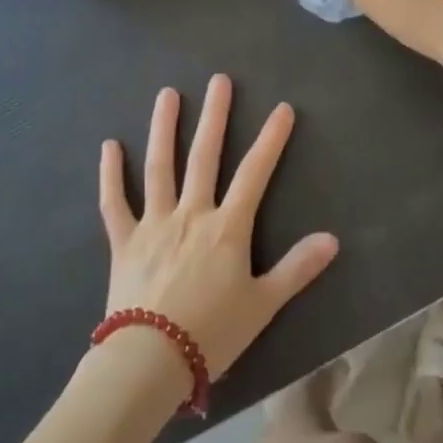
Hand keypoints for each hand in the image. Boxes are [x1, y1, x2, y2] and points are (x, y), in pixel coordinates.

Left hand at [99, 75, 338, 381]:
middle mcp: (191, 214)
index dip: (271, 140)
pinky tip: (110, 145)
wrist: (150, 362)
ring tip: (167, 94)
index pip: (255, 173)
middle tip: (219, 80)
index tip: (282, 109)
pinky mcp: (124, 241)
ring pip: (159, 167)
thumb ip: (297, 269)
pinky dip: (111, 174)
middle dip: (215, 116)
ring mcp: (154, 224)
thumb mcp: (263, 305)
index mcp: (227, 228)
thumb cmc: (211, 334)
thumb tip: (332, 239)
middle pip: (204, 156)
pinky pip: (115, 202)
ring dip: (164, 128)